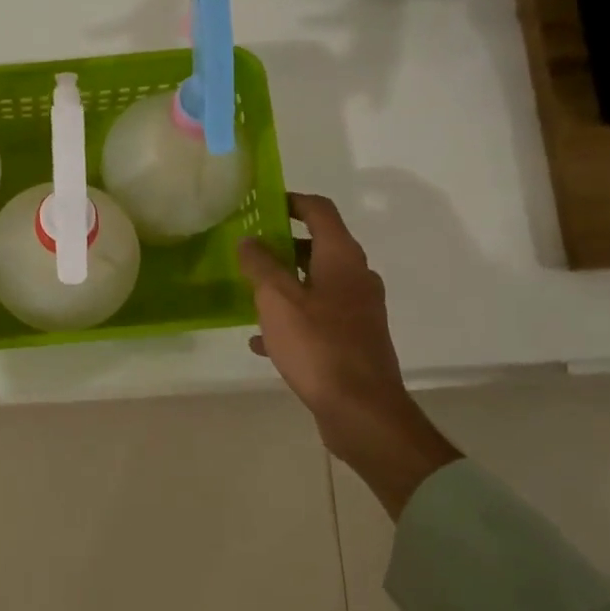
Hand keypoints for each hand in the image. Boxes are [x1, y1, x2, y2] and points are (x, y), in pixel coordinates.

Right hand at [237, 193, 458, 517]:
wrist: (361, 410)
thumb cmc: (318, 346)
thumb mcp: (277, 300)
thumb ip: (260, 265)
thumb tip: (249, 240)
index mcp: (342, 259)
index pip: (320, 211)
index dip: (292, 200)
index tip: (263, 201)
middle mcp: (356, 278)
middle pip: (318, 247)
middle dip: (282, 245)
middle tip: (248, 250)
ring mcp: (358, 311)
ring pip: (316, 284)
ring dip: (284, 284)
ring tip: (249, 294)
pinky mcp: (354, 340)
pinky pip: (317, 317)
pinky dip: (292, 318)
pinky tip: (262, 340)